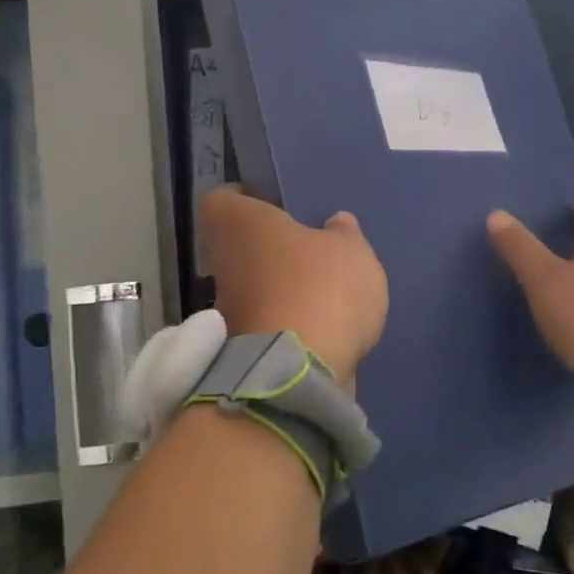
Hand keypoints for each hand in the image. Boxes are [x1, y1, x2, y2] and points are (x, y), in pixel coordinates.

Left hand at [201, 187, 387, 381]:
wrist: (298, 375)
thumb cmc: (321, 290)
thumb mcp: (351, 251)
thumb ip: (344, 235)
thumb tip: (335, 223)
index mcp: (240, 225)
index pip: (222, 199)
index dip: (245, 198)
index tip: (272, 204)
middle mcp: (222, 264)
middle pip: (237, 247)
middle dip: (267, 249)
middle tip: (306, 249)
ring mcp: (227, 312)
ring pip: (250, 288)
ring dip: (277, 290)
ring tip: (320, 292)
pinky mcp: (239, 352)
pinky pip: (264, 324)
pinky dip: (284, 324)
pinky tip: (319, 326)